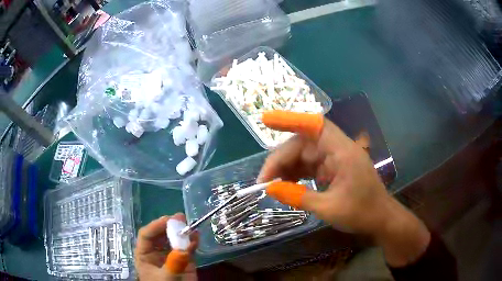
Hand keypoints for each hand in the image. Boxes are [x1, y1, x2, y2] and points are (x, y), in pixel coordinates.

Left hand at [135, 214, 198, 280]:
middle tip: (181, 218)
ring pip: (174, 239)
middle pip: (160, 234)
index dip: (156, 226)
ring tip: (190, 225)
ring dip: (182, 232)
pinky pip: (186, 248)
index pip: (146, 235)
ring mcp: (170, 255)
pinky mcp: (183, 260)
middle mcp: (156, 252)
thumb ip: (173, 265)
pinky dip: (192, 242)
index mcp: (144, 255)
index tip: (168, 220)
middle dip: (169, 225)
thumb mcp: (166, 279)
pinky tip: (196, 237)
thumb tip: (183, 250)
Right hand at [258, 112, 430, 266]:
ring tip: (271, 185)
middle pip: (303, 144)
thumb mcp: (328, 208)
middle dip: (281, 160)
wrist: (381, 219)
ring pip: (304, 155)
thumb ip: (298, 197)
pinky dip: (297, 174)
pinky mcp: (333, 168)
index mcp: (342, 152)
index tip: (266, 121)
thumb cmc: (362, 213)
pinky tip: (286, 185)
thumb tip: (270, 189)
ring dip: (287, 168)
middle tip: (264, 181)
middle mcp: (338, 149)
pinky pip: (310, 165)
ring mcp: (335, 159)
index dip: (290, 120)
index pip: (315, 125)